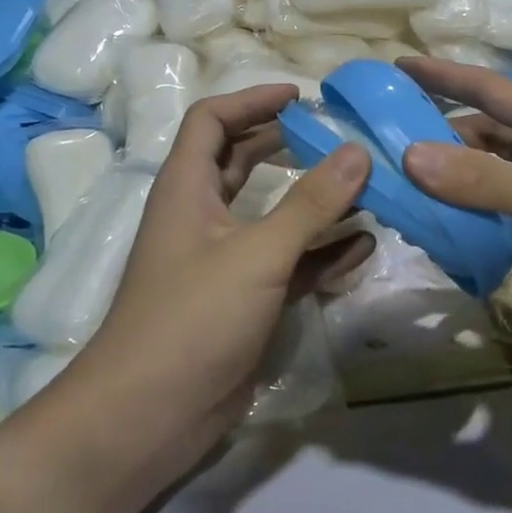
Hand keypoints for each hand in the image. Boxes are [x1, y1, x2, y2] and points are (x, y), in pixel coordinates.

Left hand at [67, 84, 372, 473]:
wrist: (149, 415)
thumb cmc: (193, 318)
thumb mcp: (257, 254)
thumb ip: (310, 203)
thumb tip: (357, 151)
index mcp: (187, 188)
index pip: (212, 120)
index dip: (252, 100)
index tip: (301, 97)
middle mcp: (202, 216)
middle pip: (242, 161)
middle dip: (286, 144)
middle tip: (337, 136)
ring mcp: (223, 261)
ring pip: (270, 214)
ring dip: (311, 200)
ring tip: (362, 186)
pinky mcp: (243, 301)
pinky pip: (288, 263)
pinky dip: (320, 252)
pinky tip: (362, 247)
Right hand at [397, 57, 511, 376]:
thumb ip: (484, 179)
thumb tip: (409, 156)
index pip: (487, 90)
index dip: (442, 75)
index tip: (395, 66)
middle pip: (478, 137)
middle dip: (432, 138)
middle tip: (377, 146)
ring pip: (483, 185)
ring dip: (446, 189)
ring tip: (395, 195)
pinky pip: (495, 230)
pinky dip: (468, 234)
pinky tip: (437, 243)